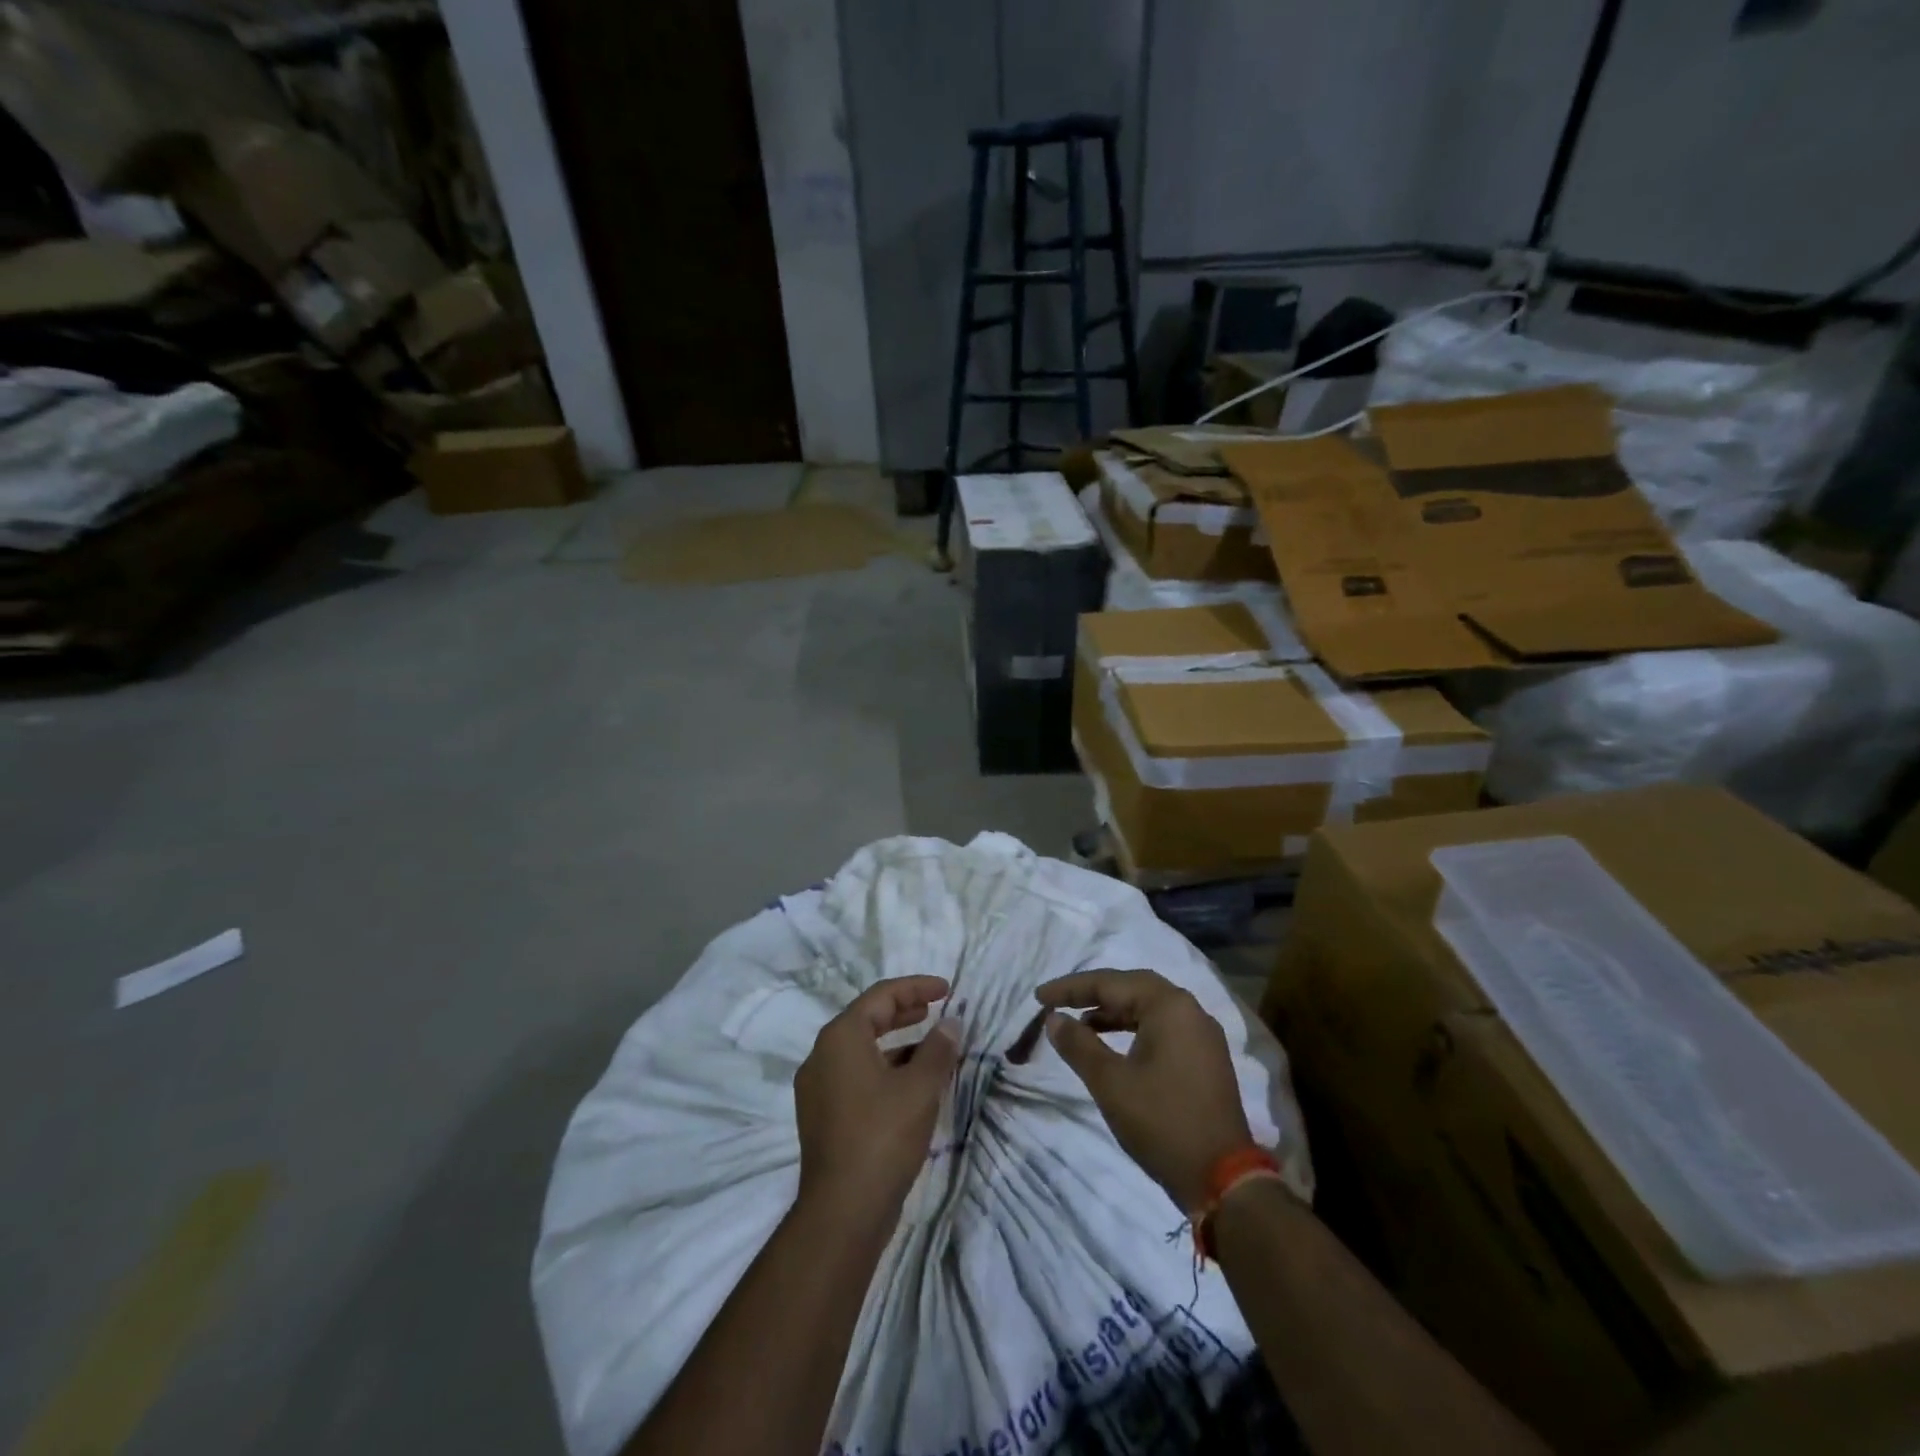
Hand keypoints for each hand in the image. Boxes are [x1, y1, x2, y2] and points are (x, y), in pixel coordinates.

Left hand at [794, 976, 961, 1222]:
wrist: (842, 1212)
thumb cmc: (882, 1136)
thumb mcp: (920, 1088)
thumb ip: (938, 1050)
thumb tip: (950, 1024)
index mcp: (840, 1038)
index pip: (881, 996)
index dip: (916, 987)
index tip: (946, 989)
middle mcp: (822, 1056)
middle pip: (867, 1019)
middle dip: (903, 1011)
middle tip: (934, 1009)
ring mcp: (818, 1088)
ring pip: (862, 1050)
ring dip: (896, 1043)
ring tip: (931, 1048)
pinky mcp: (823, 1117)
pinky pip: (856, 1076)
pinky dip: (884, 1069)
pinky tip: (910, 1086)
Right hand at [1036, 969, 1253, 1213]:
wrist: (1223, 1179)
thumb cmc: (1162, 1122)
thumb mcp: (1110, 1083)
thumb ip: (1078, 1044)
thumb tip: (1054, 1018)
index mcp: (1169, 1005)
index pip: (1111, 983)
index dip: (1071, 988)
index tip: (1039, 996)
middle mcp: (1190, 1010)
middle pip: (1132, 988)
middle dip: (1092, 993)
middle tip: (1058, 1002)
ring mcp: (1202, 1034)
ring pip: (1148, 1008)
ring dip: (1112, 1012)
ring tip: (1079, 1025)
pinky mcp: (1205, 1058)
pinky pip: (1162, 1027)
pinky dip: (1133, 1029)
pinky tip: (1112, 1044)